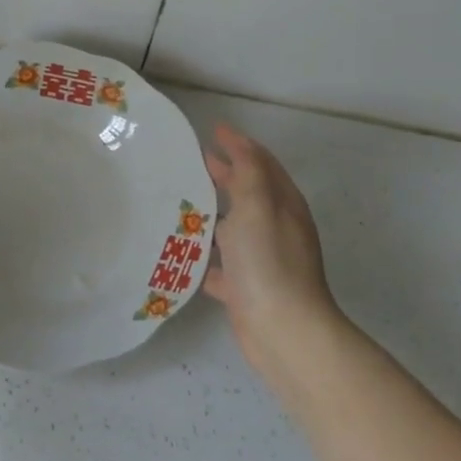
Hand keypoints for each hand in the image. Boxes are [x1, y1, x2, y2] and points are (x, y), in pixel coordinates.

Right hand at [202, 122, 344, 378]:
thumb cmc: (269, 262)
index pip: (262, 164)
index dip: (240, 145)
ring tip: (177, 203)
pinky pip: (219, 266)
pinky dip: (203, 257)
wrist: (283, 330)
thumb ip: (249, 172)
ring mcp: (261, 261)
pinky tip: (180, 254)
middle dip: (223, 175)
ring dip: (209, 215)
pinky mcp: (245, 289)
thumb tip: (238, 144)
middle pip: (247, 194)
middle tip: (192, 161)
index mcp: (282, 206)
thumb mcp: (259, 206)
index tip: (213, 130)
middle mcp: (275, 230)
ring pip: (232, 230)